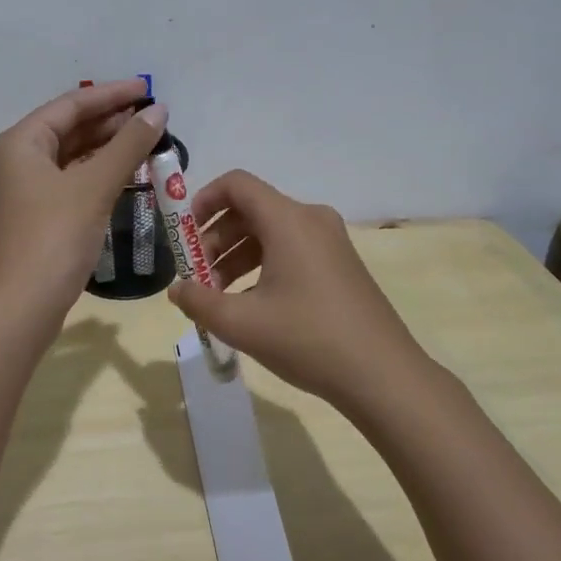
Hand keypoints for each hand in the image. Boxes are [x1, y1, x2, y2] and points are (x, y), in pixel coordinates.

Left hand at [0, 81, 168, 321]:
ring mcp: (24, 189)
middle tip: (154, 117)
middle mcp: (17, 159)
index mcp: (20, 142)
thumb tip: (158, 111)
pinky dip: (98, 173)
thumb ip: (128, 145)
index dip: (112, 95)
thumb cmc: (53, 238)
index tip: (149, 88)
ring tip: (147, 140)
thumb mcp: (94, 187)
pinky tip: (126, 173)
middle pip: (69, 127)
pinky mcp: (36, 215)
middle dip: (111, 121)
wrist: (21, 308)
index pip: (71, 104)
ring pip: (71, 156)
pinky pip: (71, 180)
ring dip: (107, 147)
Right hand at [168, 170, 431, 410]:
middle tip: (197, 278)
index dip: (203, 200)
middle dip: (216, 239)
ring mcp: (330, 242)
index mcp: (288, 220)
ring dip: (237, 256)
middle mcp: (311, 219)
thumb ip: (199, 302)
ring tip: (218, 297)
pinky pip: (291, 250)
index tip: (184, 236)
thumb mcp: (242, 323)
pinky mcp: (340, 264)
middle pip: (251, 210)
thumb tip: (177, 291)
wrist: (383, 376)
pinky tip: (251, 305)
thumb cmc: (307, 339)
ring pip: (270, 233)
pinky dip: (263, 266)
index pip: (236, 184)